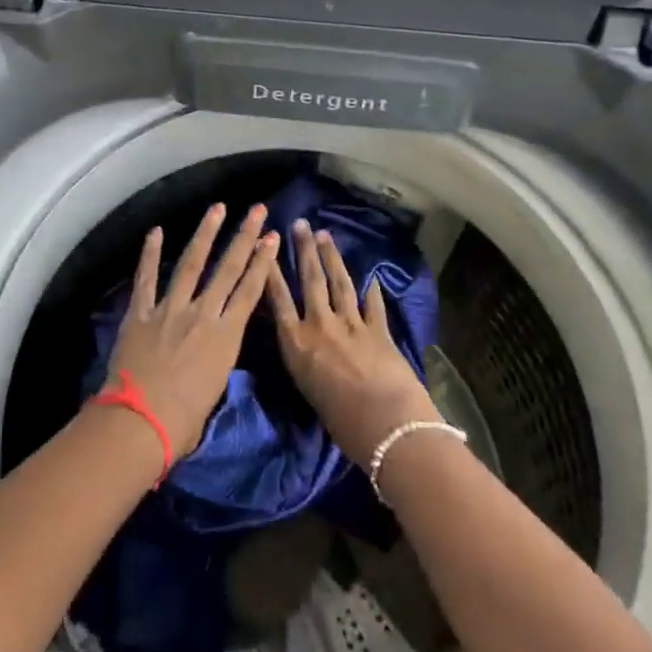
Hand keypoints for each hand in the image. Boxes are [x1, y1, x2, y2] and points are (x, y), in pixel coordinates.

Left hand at [106, 203, 279, 457]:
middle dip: (244, 236)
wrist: (140, 422)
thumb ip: (218, 359)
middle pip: (228, 268)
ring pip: (192, 263)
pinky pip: (146, 278)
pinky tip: (156, 231)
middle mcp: (202, 314)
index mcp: (225, 337)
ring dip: (205, 233)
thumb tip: (213, 349)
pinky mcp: (140, 312)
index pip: (250, 291)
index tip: (272, 237)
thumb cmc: (183, 421)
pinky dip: (150, 254)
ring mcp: (170, 309)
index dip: (263, 261)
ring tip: (217, 208)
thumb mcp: (215, 389)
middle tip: (256, 210)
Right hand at [267, 219, 440, 462]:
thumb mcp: (307, 390)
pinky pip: (372, 304)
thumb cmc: (341, 423)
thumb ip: (304, 361)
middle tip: (301, 224)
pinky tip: (372, 277)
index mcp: (297, 344)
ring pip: (339, 283)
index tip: (265, 246)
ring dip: (332, 257)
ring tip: (326, 235)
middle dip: (304, 249)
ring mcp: (351, 324)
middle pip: (310, 280)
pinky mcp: (378, 329)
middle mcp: (320, 325)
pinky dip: (372, 290)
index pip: (278, 299)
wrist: (386, 427)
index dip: (270, 270)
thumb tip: (306, 349)